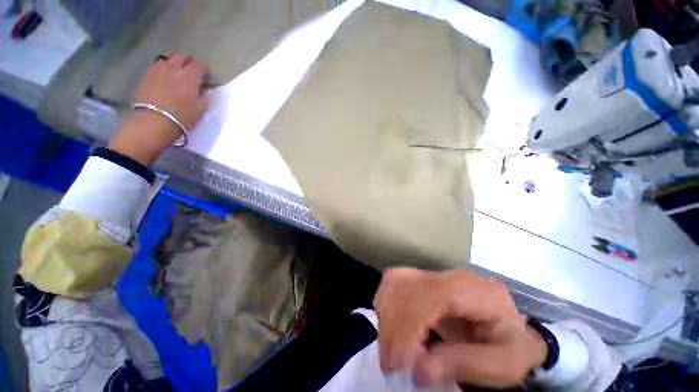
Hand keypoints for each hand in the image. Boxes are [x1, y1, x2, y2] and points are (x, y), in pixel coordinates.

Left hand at [108, 53, 212, 165]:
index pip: (201, 66)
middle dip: (192, 64)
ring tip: (180, 72)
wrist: (153, 122)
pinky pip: (159, 63)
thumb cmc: (181, 117)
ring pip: (169, 57)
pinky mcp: (148, 75)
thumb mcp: (200, 109)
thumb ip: (207, 97)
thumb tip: (209, 90)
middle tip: (196, 75)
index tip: (211, 83)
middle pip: (184, 57)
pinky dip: (165, 66)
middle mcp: (174, 67)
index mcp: (189, 76)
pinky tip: (167, 76)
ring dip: (177, 61)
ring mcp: (159, 69)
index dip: (208, 73)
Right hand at [373, 268, 546, 388]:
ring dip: (387, 313)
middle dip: (393, 324)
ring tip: (390, 346)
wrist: (511, 326)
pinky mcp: (424, 278)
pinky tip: (389, 322)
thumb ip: (465, 365)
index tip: (400, 363)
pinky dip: (386, 301)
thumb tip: (417, 370)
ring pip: (397, 280)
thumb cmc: (512, 345)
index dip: (410, 326)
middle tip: (390, 362)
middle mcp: (450, 275)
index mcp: (476, 291)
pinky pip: (394, 281)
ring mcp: (435, 274)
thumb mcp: (505, 364)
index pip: (432, 296)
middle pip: (408, 287)